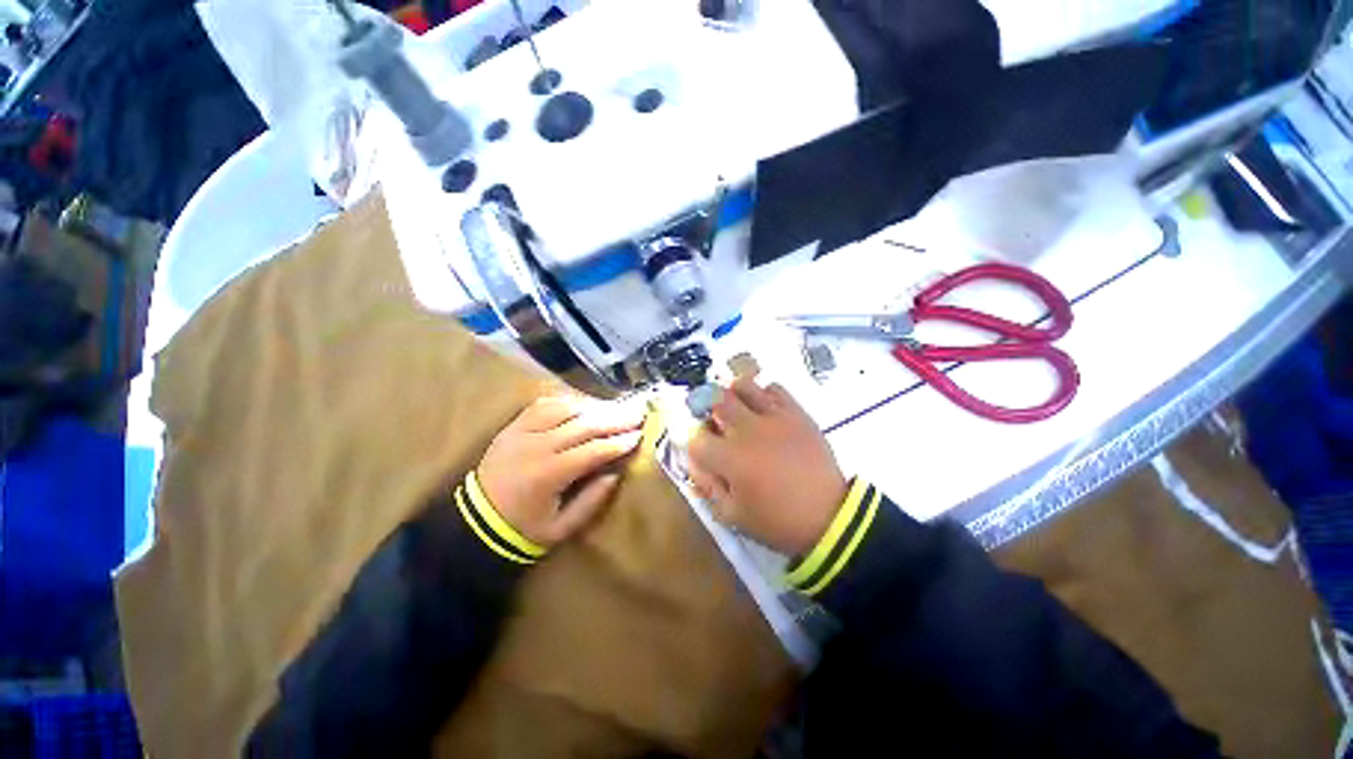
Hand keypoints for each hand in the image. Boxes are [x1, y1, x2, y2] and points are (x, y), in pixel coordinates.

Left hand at [477, 395, 644, 546]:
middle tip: (638, 413)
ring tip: (616, 408)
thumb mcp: (562, 528)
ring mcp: (522, 431)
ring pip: (565, 409)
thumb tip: (615, 473)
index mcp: (548, 474)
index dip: (619, 442)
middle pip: (584, 425)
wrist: (475, 523)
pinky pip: (544, 405)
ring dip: (595, 407)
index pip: (593, 450)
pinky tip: (584, 404)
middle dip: (615, 419)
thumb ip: (591, 501)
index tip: (639, 435)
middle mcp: (536, 446)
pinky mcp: (513, 426)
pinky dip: (567, 402)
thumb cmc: (523, 530)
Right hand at [687, 378, 848, 555]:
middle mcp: (748, 430)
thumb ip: (706, 485)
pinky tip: (765, 410)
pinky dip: (763, 394)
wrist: (829, 516)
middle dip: (706, 408)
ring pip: (742, 385)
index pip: (696, 437)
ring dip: (733, 395)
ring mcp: (774, 417)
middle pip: (714, 399)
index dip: (693, 442)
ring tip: (737, 409)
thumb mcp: (732, 515)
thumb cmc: (777, 520)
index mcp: (730, 458)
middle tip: (713, 420)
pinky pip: (774, 388)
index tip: (701, 449)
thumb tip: (694, 461)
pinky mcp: (796, 412)